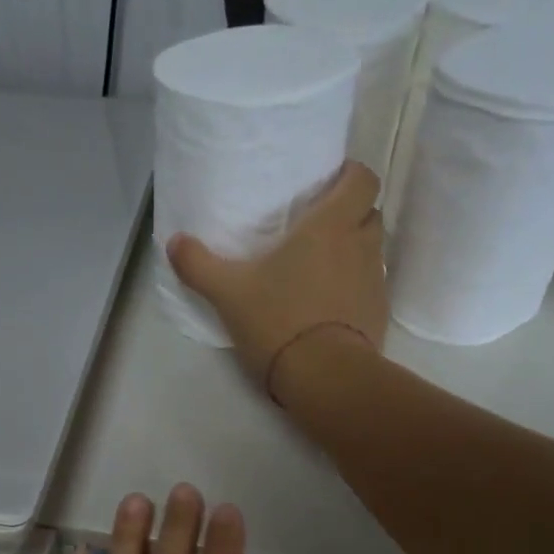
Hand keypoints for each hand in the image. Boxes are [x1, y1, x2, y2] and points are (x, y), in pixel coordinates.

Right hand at [167, 161, 387, 399]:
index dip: (350, 177)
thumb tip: (174, 242)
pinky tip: (328, 307)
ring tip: (320, 270)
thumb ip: (199, 265)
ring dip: (352, 253)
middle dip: (351, 215)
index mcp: (331, 225)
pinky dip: (354, 290)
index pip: (363, 179)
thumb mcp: (229, 294)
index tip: (327, 187)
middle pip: (370, 213)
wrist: (324, 377)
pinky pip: (370, 289)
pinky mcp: (378, 315)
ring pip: (371, 252)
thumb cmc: (279, 321)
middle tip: (318, 229)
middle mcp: (361, 245)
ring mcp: (375, 282)